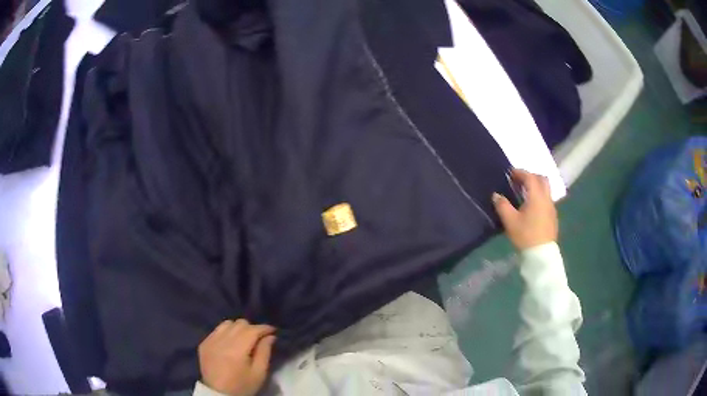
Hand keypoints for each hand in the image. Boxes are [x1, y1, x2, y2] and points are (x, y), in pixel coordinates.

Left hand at [198, 319, 275, 395]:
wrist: (218, 394)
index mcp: (237, 350)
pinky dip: (226, 333)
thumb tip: (270, 336)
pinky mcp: (203, 343)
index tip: (273, 330)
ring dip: (238, 328)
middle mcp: (222, 341)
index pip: (252, 330)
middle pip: (240, 324)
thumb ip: (265, 352)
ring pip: (227, 323)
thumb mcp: (259, 373)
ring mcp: (210, 341)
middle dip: (252, 328)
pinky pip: (216, 330)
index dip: (264, 328)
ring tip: (243, 339)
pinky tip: (230, 343)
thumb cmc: (242, 386)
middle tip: (259, 338)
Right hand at [492, 169, 557, 249]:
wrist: (541, 254)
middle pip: (542, 179)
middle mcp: (546, 198)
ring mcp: (551, 207)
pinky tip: (532, 207)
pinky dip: (539, 196)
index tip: (510, 173)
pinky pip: (547, 199)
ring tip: (525, 193)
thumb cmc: (526, 235)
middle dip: (531, 176)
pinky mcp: (553, 217)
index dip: (520, 172)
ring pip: (546, 189)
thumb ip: (502, 205)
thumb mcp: (510, 221)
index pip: (530, 177)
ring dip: (536, 187)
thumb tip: (496, 195)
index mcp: (536, 196)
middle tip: (519, 181)